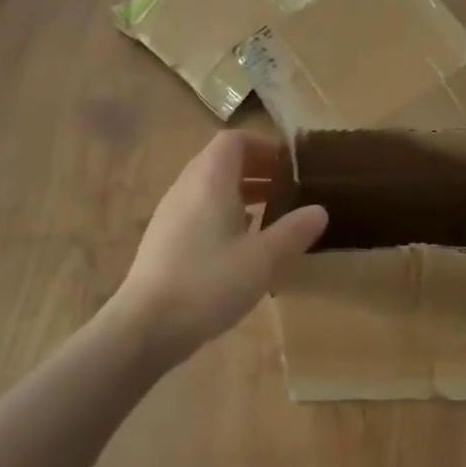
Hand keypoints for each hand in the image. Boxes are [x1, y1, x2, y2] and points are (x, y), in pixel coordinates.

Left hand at [110, 131, 326, 366]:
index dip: (264, 145)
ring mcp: (170, 213)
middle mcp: (186, 187)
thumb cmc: (208, 282)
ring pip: (209, 187)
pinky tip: (241, 244)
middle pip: (221, 161)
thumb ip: (293, 231)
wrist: (146, 325)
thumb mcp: (263, 259)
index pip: (234, 140)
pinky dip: (223, 213)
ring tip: (270, 215)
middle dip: (256, 169)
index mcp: (210, 180)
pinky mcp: (163, 238)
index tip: (291, 165)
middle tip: (288, 189)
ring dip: (241, 192)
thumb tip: (319, 210)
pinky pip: (198, 209)